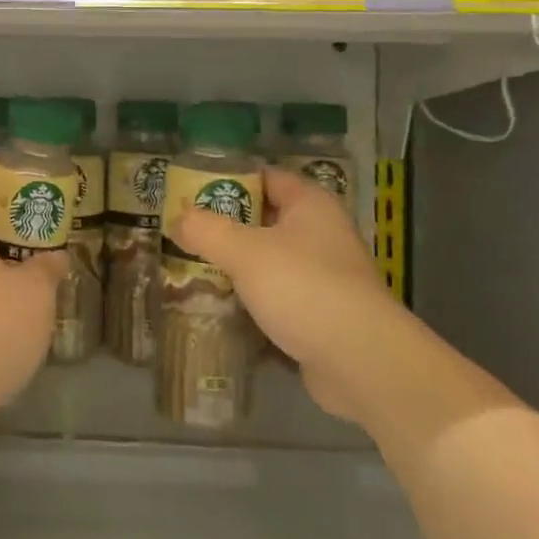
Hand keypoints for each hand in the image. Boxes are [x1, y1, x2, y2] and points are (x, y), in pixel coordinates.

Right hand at [169, 168, 395, 418]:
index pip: (265, 176)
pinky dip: (253, 296)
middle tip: (185, 230)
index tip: (191, 189)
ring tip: (194, 265)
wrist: (361, 361)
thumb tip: (178, 218)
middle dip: (226, 224)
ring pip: (270, 258)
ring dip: (237, 263)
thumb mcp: (244, 252)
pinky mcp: (321, 312)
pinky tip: (222, 303)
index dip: (229, 178)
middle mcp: (321, 232)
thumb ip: (206, 230)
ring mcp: (324, 274)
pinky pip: (279, 293)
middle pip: (265, 218)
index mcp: (310, 204)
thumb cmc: (303, 287)